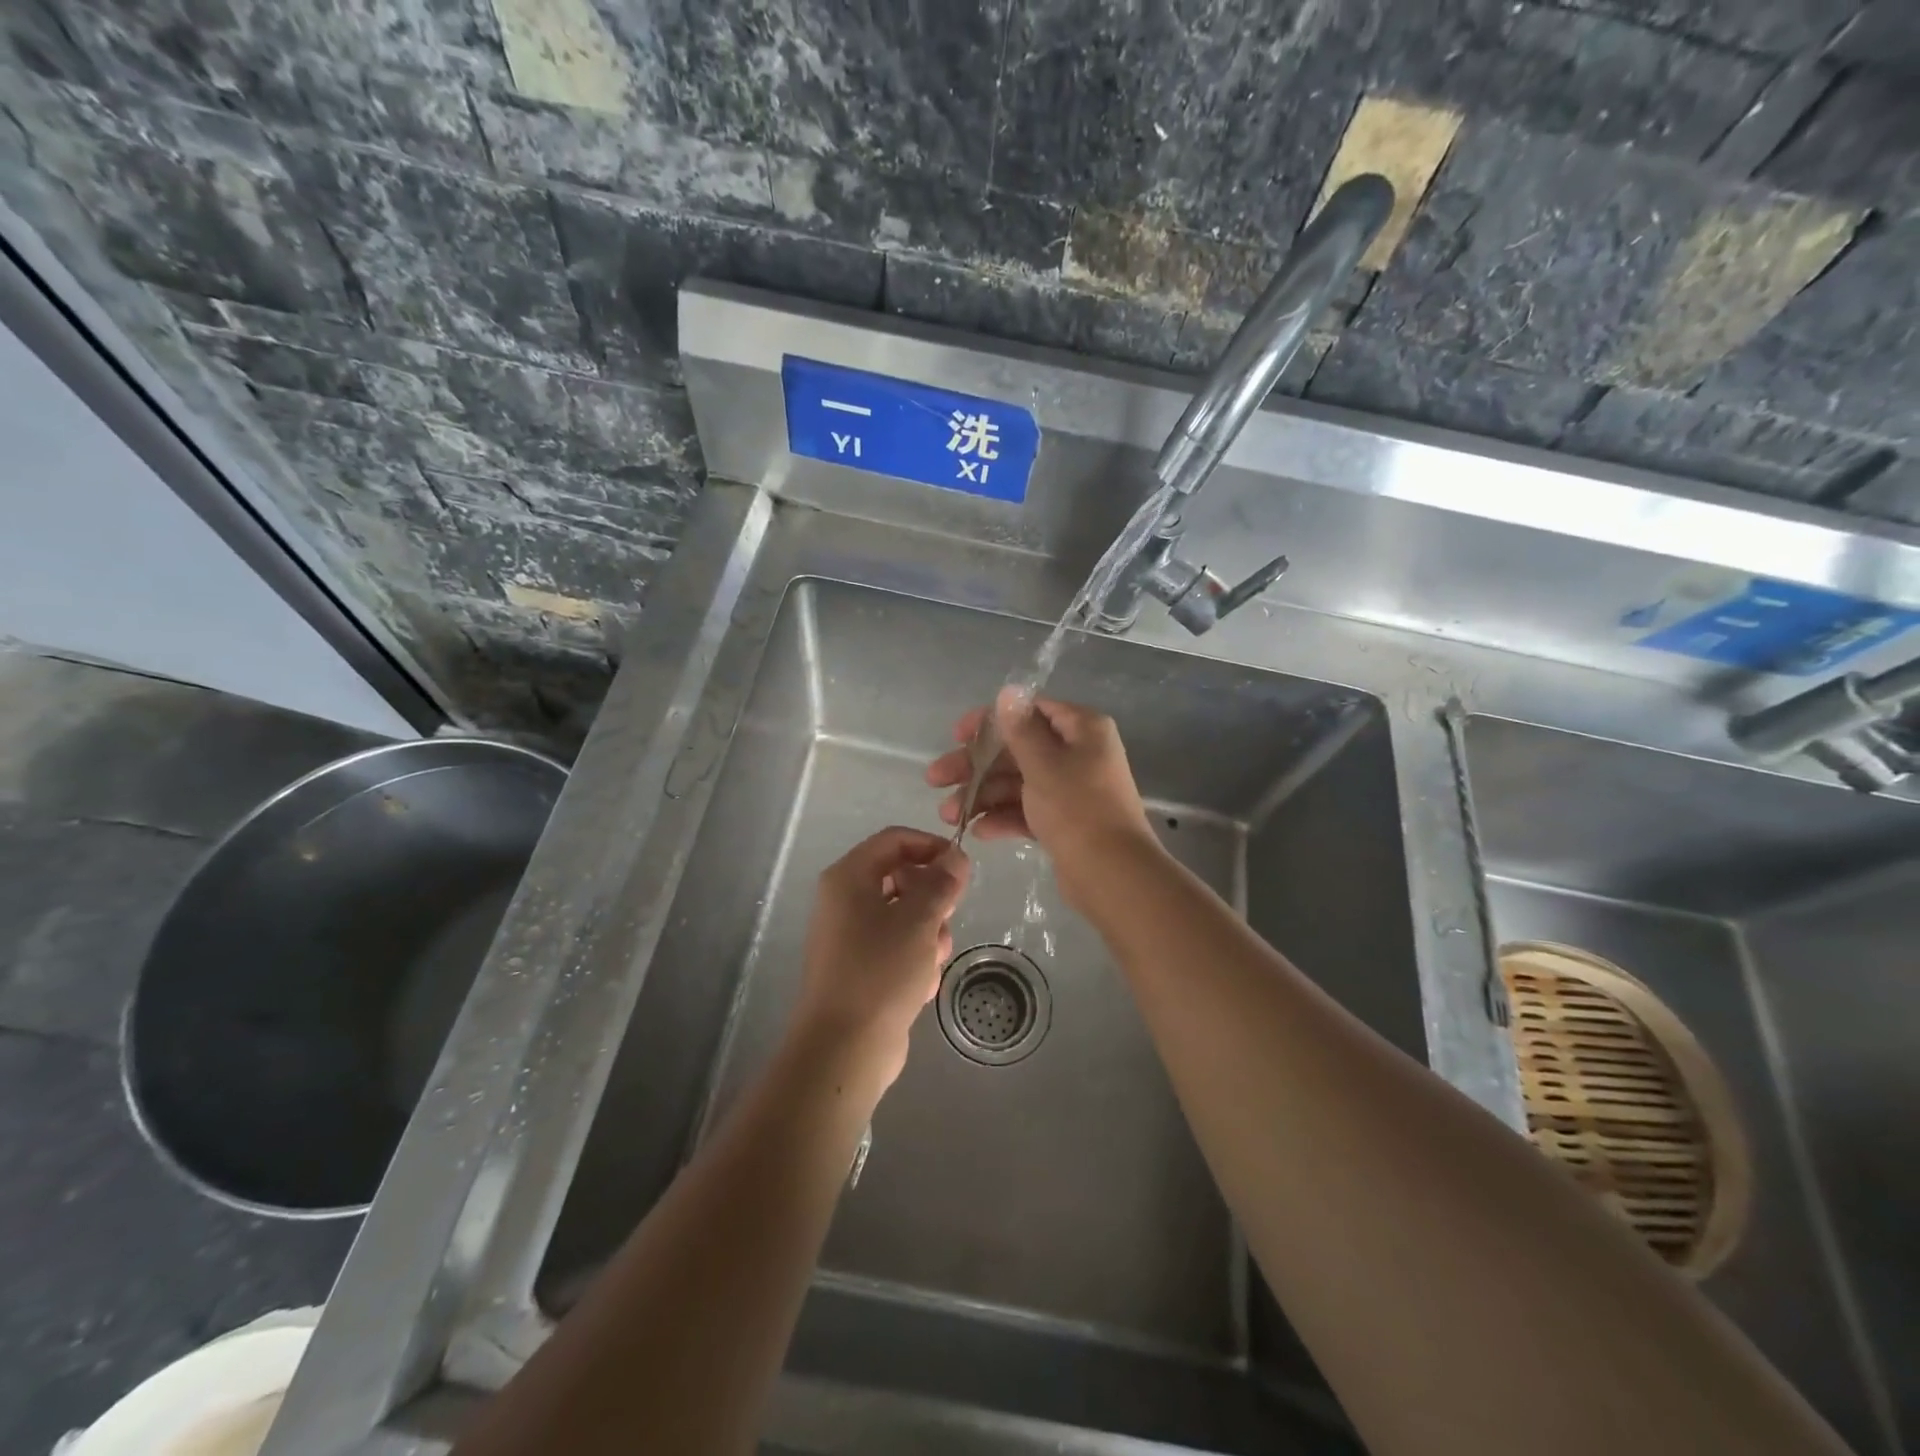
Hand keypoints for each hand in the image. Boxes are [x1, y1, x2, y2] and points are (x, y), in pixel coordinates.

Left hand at [792, 826, 970, 1095]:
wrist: (844, 1048)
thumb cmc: (880, 971)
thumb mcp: (919, 919)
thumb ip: (941, 883)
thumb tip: (956, 856)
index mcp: (849, 878)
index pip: (894, 840)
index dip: (931, 846)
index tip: (962, 866)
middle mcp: (845, 901)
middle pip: (901, 877)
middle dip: (933, 897)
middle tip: (949, 917)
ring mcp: (851, 936)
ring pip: (905, 916)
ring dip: (929, 933)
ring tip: (932, 960)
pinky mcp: (860, 968)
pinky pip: (897, 947)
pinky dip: (915, 960)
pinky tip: (922, 985)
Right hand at [926, 688, 1158, 903]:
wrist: (1113, 876)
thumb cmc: (1077, 809)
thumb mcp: (1043, 764)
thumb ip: (1020, 728)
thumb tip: (1009, 690)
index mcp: (1082, 729)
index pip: (1029, 711)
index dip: (989, 721)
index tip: (956, 736)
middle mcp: (1078, 753)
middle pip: (1017, 750)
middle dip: (976, 766)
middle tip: (935, 779)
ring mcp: (1071, 790)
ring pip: (1018, 783)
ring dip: (983, 795)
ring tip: (948, 815)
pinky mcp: (1065, 822)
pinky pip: (1028, 810)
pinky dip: (1003, 817)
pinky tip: (977, 831)